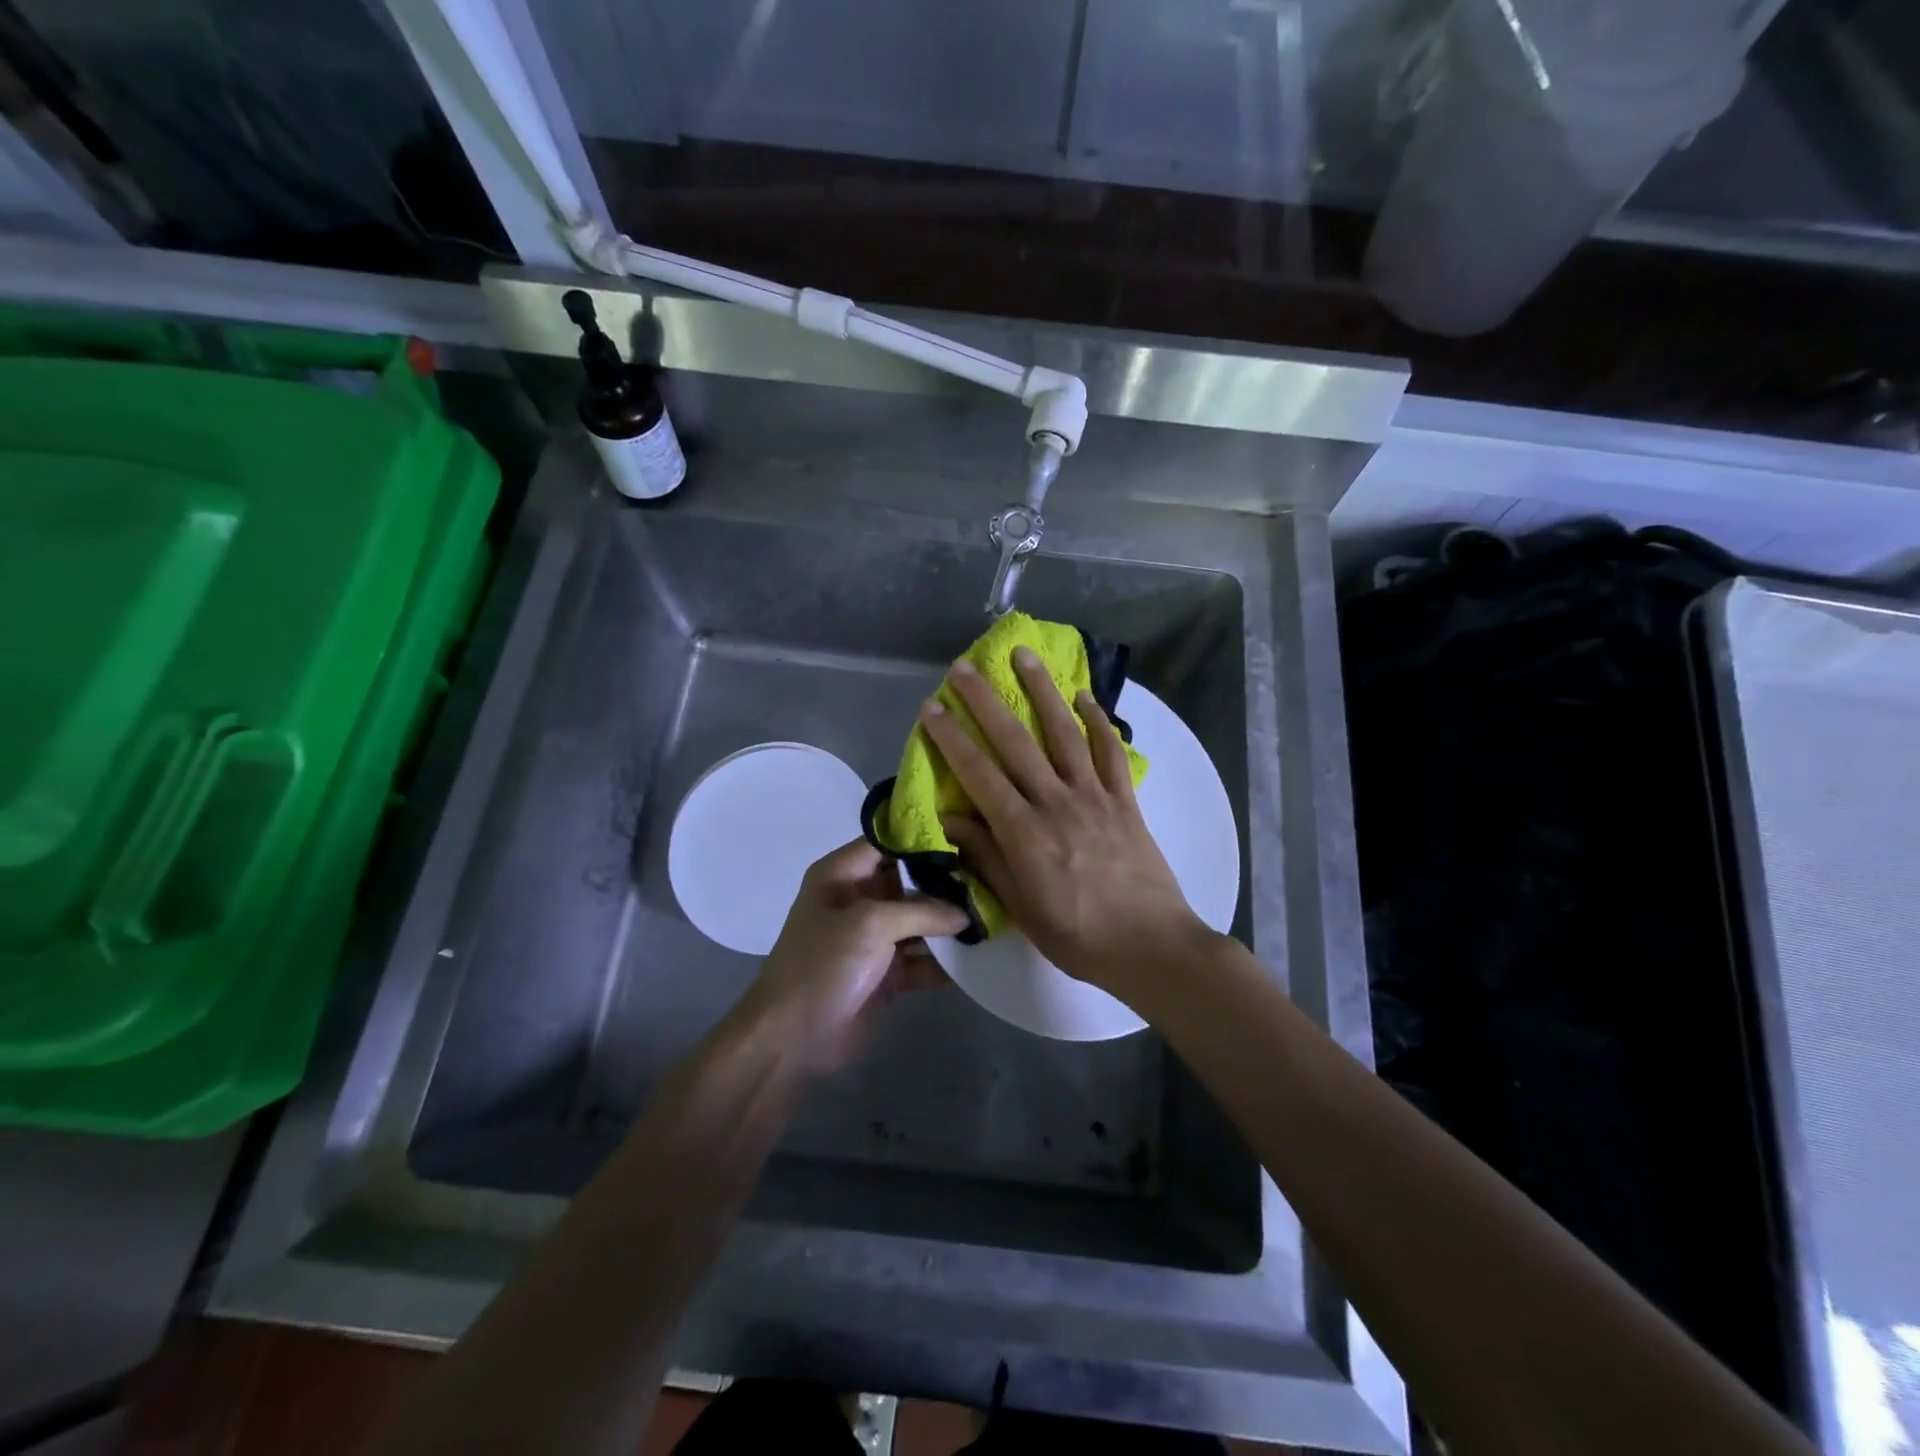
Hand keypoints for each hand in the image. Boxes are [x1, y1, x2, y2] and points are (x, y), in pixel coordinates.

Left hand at [734, 839, 967, 1074]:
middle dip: (946, 883)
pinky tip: (978, 956)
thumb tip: (965, 914)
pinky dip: (943, 960)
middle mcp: (857, 900)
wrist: (792, 1039)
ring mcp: (872, 939)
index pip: (886, 842)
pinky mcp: (885, 974)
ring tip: (992, 916)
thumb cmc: (824, 965)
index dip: (923, 837)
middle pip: (909, 881)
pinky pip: (921, 959)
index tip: (966, 837)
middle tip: (989, 877)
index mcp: (841, 874)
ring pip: (919, 921)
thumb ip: (922, 912)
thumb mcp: (871, 925)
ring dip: (949, 924)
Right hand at [918, 648, 1209, 1000]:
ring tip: (1023, 656)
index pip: (978, 774)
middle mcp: (1056, 801)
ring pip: (1063, 733)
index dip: (951, 739)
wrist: (1151, 946)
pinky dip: (1098, 721)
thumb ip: (986, 857)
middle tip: (964, 667)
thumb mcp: (1020, 907)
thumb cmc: (1078, 936)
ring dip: (1042, 691)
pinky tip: (1084, 697)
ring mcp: (1094, 796)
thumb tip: (950, 817)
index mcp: (1024, 831)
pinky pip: (1110, 752)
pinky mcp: (1125, 800)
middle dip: (985, 701)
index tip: (932, 708)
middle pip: (1015, 741)